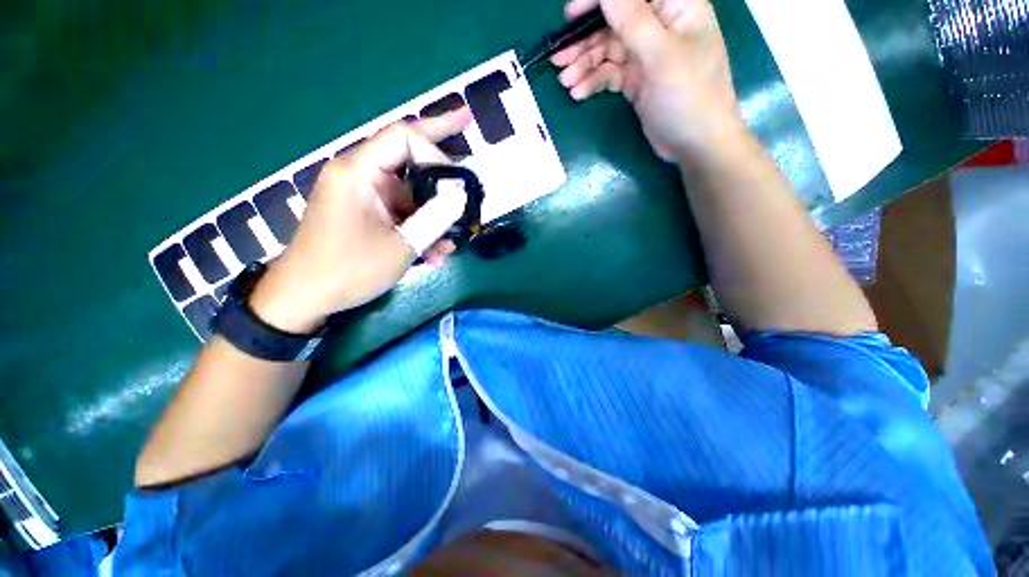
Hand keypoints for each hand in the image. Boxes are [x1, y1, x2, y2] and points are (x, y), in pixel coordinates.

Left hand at [248, 108, 471, 332]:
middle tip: (467, 125)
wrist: (305, 296)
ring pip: (408, 192)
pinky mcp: (364, 212)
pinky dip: (418, 226)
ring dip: (433, 213)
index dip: (436, 150)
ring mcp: (361, 194)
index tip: (459, 179)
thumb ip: (435, 218)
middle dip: (440, 156)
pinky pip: (399, 211)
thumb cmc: (349, 270)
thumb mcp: (401, 246)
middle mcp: (358, 174)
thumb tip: (461, 197)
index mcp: (358, 172)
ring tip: (453, 239)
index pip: (403, 137)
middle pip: (406, 155)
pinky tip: (434, 252)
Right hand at [551, 0, 744, 163]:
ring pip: (608, 51)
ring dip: (585, 65)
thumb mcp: (661, 55)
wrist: (696, 145)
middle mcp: (658, 26)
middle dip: (585, 40)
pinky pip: (609, 75)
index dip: (598, 1)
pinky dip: (594, 82)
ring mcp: (646, 55)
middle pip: (614, 23)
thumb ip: (632, 20)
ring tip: (566, 83)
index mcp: (674, 7)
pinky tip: (579, 94)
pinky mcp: (637, 80)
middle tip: (558, 59)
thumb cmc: (689, 96)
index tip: (570, 16)